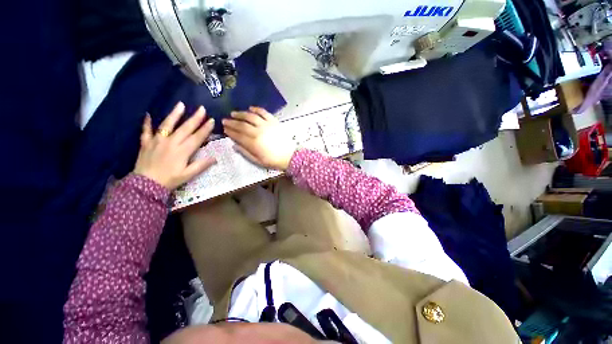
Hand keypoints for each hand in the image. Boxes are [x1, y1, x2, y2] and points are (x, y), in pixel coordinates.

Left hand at [134, 102, 215, 189]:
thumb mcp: (188, 175)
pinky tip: (148, 115)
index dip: (205, 129)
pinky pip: (146, 131)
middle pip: (185, 128)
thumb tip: (215, 158)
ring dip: (174, 114)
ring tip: (181, 104)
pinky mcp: (146, 143)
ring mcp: (157, 141)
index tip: (212, 120)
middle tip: (202, 108)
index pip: (197, 137)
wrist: (145, 185)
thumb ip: (201, 165)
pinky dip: (146, 123)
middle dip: (195, 118)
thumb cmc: (170, 180)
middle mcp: (171, 142)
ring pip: (167, 125)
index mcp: (183, 151)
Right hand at [222, 107, 295, 170]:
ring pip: (251, 117)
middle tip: (224, 120)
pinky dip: (257, 109)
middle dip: (232, 122)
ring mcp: (266, 125)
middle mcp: (258, 132)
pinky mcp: (274, 122)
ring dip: (241, 114)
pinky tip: (250, 108)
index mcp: (254, 143)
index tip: (224, 129)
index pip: (238, 135)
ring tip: (234, 113)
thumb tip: (234, 145)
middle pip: (242, 125)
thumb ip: (245, 152)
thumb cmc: (273, 160)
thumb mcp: (258, 161)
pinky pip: (264, 113)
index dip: (230, 131)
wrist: (289, 156)